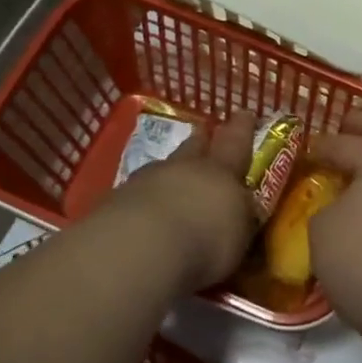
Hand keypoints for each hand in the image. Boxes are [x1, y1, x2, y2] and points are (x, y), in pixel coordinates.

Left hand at [111, 110, 257, 291]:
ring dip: (170, 172)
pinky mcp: (116, 200)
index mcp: (220, 172)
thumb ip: (240, 221)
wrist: (139, 249)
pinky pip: (137, 193)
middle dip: (202, 141)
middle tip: (204, 134)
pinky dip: (144, 199)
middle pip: (194, 147)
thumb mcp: (239, 237)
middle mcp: (183, 167)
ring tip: (173, 181)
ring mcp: (145, 180)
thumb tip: (243, 214)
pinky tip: (145, 214)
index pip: (236, 142)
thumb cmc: (205, 242)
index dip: (242, 128)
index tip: (245, 113)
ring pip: (163, 167)